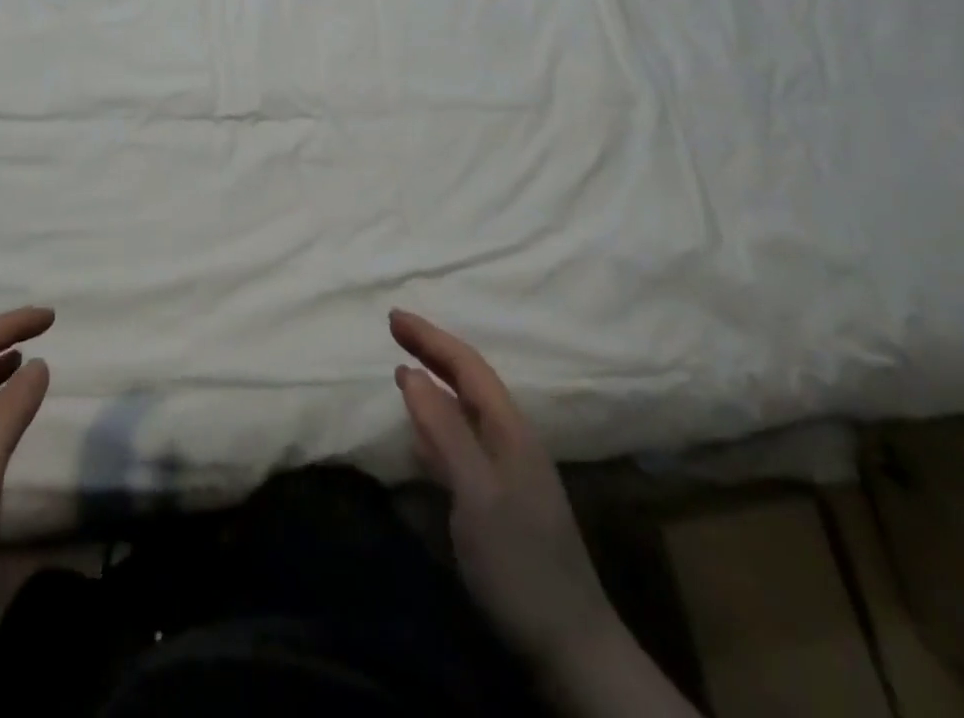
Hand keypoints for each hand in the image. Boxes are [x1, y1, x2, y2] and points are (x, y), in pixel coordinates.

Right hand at [389, 308, 608, 665]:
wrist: (570, 647)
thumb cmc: (520, 563)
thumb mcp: (476, 493)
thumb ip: (443, 430)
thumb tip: (410, 372)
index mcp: (510, 428)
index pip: (467, 365)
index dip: (430, 337)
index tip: (393, 317)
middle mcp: (512, 438)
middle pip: (469, 380)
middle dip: (432, 351)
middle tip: (395, 330)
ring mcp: (509, 469)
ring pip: (467, 408)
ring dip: (436, 382)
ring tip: (405, 368)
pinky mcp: (501, 498)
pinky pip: (463, 440)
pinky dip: (438, 422)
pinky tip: (422, 434)